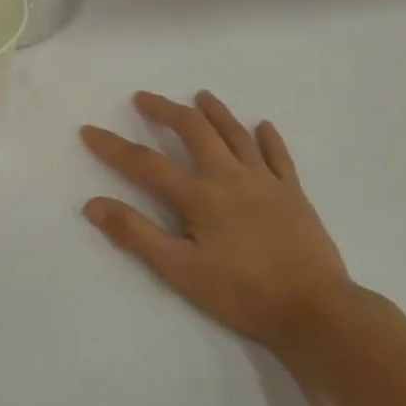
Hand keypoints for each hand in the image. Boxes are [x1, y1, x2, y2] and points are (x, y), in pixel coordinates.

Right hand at [80, 91, 354, 350]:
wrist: (316, 309)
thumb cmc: (242, 293)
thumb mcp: (180, 271)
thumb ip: (136, 235)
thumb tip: (93, 204)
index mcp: (199, 196)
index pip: (146, 164)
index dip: (113, 147)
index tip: (89, 130)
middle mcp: (230, 177)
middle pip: (194, 131)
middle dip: (166, 111)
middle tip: (144, 98)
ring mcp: (266, 182)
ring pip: (236, 135)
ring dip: (216, 112)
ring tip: (200, 96)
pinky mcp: (294, 194)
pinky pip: (279, 157)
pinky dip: (268, 138)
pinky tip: (263, 126)